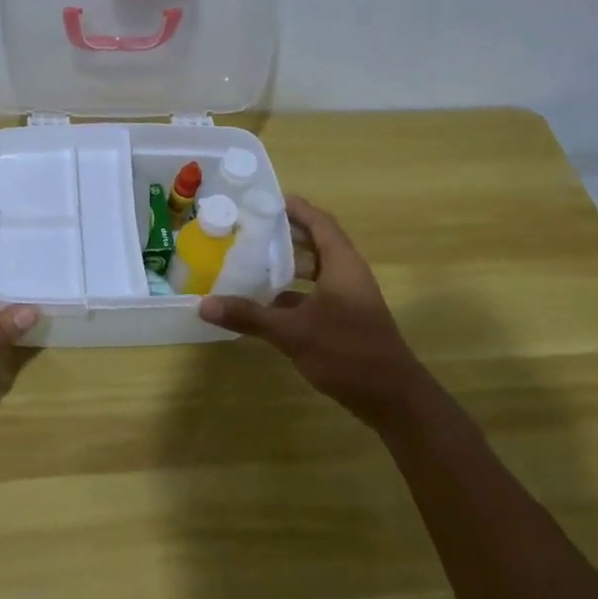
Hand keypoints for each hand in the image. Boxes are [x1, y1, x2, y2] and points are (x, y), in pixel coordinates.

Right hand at [198, 195, 421, 428]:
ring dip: (288, 263)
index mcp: (342, 264)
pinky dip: (293, 292)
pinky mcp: (346, 319)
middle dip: (285, 233)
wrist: (393, 398)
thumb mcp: (293, 333)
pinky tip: (266, 302)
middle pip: (316, 242)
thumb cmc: (347, 352)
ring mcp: (349, 298)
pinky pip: (316, 293)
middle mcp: (348, 274)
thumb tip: (204, 305)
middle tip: (249, 228)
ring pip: (316, 269)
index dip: (294, 207)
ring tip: (252, 260)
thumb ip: (249, 316)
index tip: (262, 200)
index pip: (319, 222)